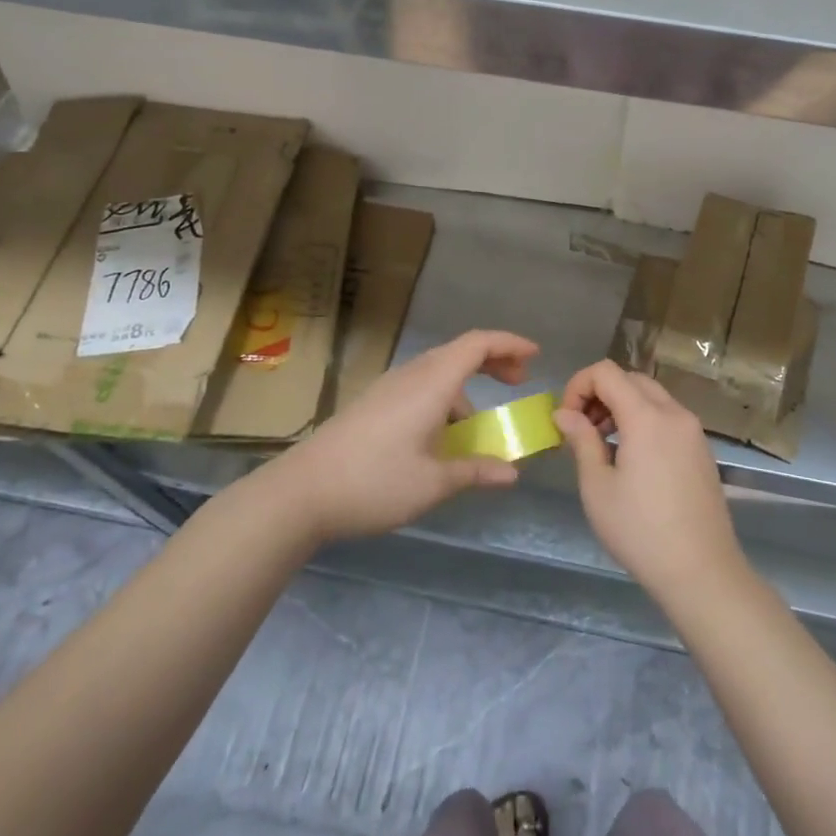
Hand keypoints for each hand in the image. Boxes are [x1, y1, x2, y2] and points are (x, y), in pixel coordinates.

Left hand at [265, 330, 535, 542]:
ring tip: (478, 426)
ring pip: (438, 371)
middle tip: (518, 382)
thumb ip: (475, 471)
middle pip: (460, 352)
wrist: (300, 492)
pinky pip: (420, 386)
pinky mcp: (374, 403)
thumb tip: (512, 473)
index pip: (477, 344)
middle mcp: (411, 375)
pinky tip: (440, 437)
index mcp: (431, 383)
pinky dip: (444, 398)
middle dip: (494, 362)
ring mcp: (389, 387)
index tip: (535, 356)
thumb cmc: (373, 482)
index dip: (509, 343)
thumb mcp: (433, 483)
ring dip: (467, 385)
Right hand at [554, 361, 745, 599]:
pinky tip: (632, 458)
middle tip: (582, 429)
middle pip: (630, 379)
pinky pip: (668, 416)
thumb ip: (581, 440)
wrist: (702, 572)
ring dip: (622, 405)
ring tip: (603, 444)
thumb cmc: (640, 531)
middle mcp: (674, 413)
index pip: (606, 372)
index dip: (578, 385)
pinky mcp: (702, 449)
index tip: (566, 418)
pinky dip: (644, 420)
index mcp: (647, 416)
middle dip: (600, 393)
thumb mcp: (598, 487)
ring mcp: (693, 430)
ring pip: (651, 396)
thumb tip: (564, 413)